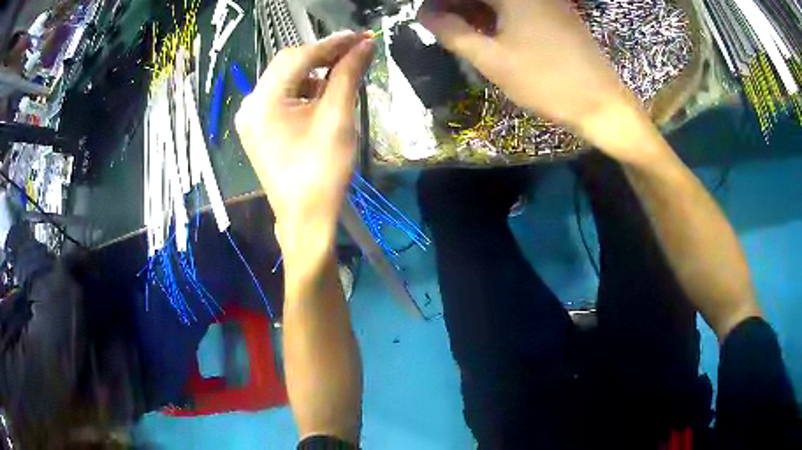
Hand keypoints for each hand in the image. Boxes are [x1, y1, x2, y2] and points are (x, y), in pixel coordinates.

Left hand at [236, 31, 373, 260]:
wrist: (306, 217)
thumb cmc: (322, 171)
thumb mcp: (337, 117)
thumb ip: (348, 74)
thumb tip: (365, 45)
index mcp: (263, 101)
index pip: (298, 57)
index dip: (332, 44)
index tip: (361, 37)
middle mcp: (250, 104)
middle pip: (288, 65)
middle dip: (322, 55)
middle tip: (355, 51)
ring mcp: (251, 117)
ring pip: (285, 79)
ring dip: (314, 72)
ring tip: (343, 74)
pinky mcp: (258, 128)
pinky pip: (282, 97)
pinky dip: (304, 89)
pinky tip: (323, 94)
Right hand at [418, 0, 658, 162]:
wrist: (601, 103)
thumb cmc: (546, 81)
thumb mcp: (493, 60)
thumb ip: (454, 33)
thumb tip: (425, 15)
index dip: (441, 3)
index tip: (427, 18)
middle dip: (459, 5)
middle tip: (442, 26)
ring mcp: (548, 1)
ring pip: (501, 0)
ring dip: (477, 10)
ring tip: (462, 31)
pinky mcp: (557, 13)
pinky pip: (520, 6)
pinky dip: (499, 15)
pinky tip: (491, 32)